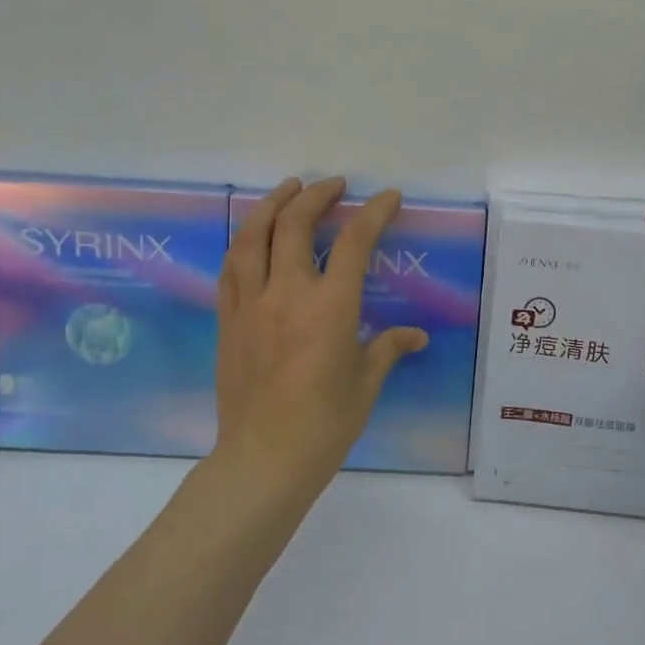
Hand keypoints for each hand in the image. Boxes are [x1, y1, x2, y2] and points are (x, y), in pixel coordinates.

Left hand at [211, 177, 428, 500]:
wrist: (263, 459)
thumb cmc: (325, 424)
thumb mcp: (365, 384)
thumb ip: (387, 349)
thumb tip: (416, 336)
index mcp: (329, 307)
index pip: (354, 242)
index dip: (373, 212)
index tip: (387, 196)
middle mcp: (287, 294)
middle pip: (294, 225)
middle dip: (314, 195)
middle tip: (332, 185)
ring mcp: (250, 305)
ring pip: (252, 237)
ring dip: (271, 206)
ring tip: (287, 190)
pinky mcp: (228, 321)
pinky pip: (231, 269)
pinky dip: (244, 243)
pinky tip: (252, 238)